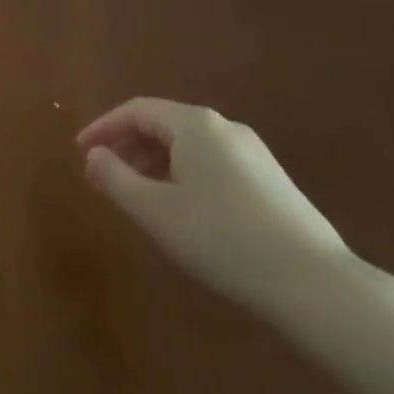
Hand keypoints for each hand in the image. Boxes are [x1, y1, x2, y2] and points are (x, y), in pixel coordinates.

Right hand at [78, 98, 350, 316]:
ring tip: (134, 194)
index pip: (136, 110)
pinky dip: (181, 173)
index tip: (80, 151)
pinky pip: (211, 162)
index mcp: (195, 125)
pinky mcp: (270, 180)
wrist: (313, 283)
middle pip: (163, 124)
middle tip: (102, 175)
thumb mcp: (155, 211)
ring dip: (153, 162)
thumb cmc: (221, 239)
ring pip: (188, 145)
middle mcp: (225, 128)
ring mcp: (253, 153)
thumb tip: (94, 155)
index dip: (103, 127)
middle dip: (127, 146)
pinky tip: (179, 207)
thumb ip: (115, 178)